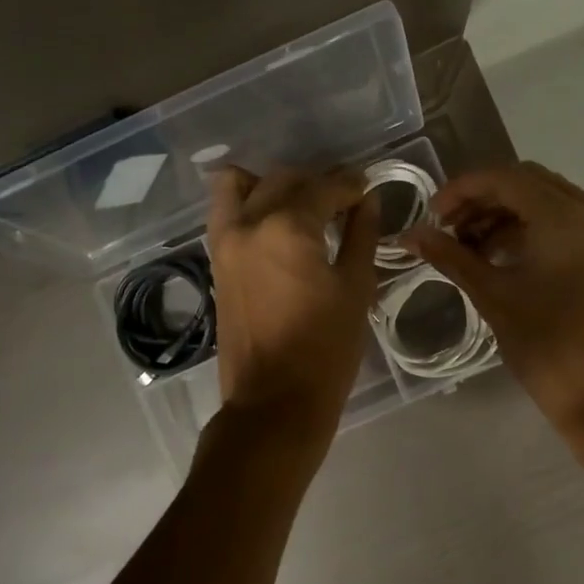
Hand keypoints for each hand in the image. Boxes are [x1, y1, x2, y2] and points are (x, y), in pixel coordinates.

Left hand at [206, 165, 378, 426]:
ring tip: (302, 206)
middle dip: (317, 183)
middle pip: (284, 180)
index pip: (324, 187)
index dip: (351, 186)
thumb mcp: (356, 288)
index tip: (368, 190)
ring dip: (274, 185)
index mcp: (287, 227)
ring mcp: (225, 240)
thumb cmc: (325, 349)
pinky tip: (277, 223)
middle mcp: (248, 222)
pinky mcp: (215, 260)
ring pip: (242, 185)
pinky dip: (248, 203)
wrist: (273, 403)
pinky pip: (226, 211)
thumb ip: (361, 235)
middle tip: (344, 202)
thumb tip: (367, 201)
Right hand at [408, 162, 583, 431]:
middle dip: (482, 199)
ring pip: (545, 199)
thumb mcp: (493, 297)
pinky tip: (497, 254)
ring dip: (503, 213)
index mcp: (567, 217)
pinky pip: (562, 220)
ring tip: (466, 245)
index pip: (506, 178)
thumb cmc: (548, 347)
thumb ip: (451, 257)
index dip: (462, 190)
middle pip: (526, 182)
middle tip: (446, 228)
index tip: (431, 215)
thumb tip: (411, 235)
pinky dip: (528, 228)